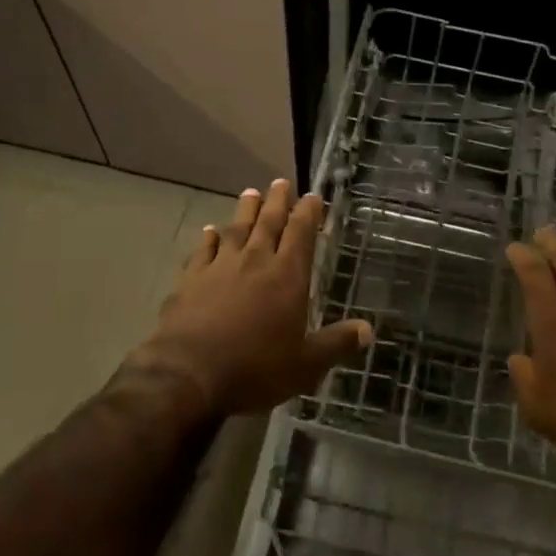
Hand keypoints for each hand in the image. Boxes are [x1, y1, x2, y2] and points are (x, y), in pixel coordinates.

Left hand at [139, 179, 371, 419]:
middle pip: (268, 223)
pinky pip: (202, 250)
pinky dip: (208, 238)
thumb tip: (368, 330)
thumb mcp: (305, 365)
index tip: (312, 196)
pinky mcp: (190, 280)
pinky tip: (209, 231)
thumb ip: (336, 344)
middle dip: (277, 201)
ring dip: (245, 211)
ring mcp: (219, 267)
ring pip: (236, 230)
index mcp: (287, 277)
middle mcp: (255, 262)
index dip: (308, 213)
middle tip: (281, 182)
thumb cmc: (255, 368)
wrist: (188, 373)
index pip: (301, 234)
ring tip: (250, 193)